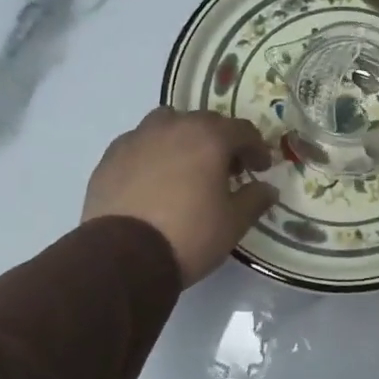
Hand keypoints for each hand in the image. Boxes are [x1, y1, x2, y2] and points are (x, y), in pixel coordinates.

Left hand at [82, 109, 277, 284]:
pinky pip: (140, 144)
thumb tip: (268, 189)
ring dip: (184, 139)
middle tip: (227, 169)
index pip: (243, 130)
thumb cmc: (189, 235)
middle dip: (221, 142)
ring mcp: (137, 138)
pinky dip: (153, 153)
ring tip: (187, 168)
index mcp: (208, 137)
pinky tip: (154, 180)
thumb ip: (254, 199)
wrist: (123, 256)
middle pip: (205, 122)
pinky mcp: (110, 156)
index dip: (256, 148)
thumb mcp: (233, 223)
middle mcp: (173, 127)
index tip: (260, 168)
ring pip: (168, 125)